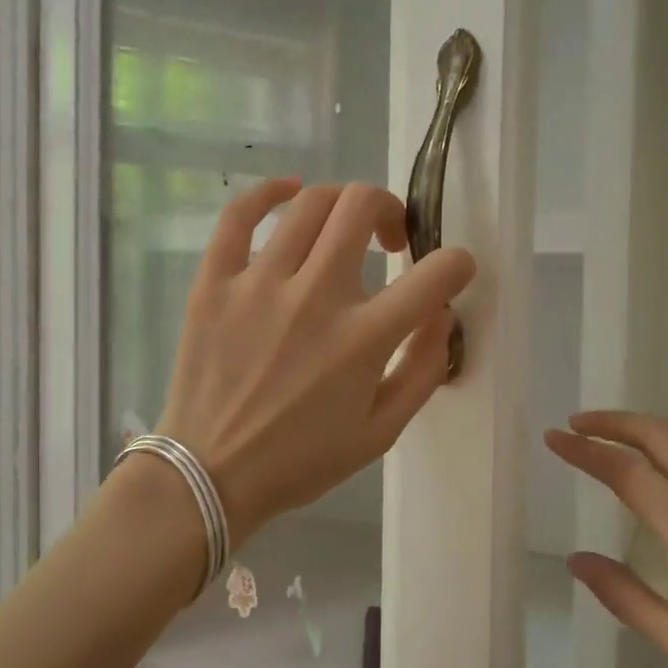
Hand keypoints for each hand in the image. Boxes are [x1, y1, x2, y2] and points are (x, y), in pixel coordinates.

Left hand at [159, 178, 476, 545]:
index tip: (451, 271)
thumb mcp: (381, 433)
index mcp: (363, 339)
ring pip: (310, 202)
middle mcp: (315, 297)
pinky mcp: (214, 282)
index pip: (435, 273)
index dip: (458, 264)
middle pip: (363, 206)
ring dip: (341, 205)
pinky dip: (268, 193)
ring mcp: (259, 283)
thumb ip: (422, 369)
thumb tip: (440, 312)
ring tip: (341, 230)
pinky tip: (288, 193)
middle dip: (390, 210)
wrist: (210, 474)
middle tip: (387, 241)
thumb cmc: (301, 460)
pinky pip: (239, 215)